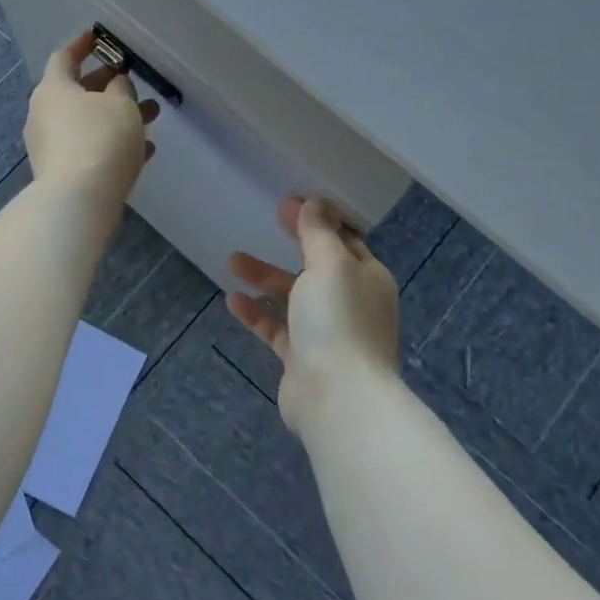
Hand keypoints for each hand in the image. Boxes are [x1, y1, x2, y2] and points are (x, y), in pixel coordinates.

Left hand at [24, 29, 158, 216]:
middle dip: (109, 86)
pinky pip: (89, 149)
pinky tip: (144, 151)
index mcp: (53, 89)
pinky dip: (113, 144)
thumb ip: (121, 88)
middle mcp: (45, 114)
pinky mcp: (61, 173)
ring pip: (87, 122)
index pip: (64, 56)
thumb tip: (115, 84)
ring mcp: (50, 146)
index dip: (82, 45)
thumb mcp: (121, 104)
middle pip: (77, 91)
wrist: (78, 201)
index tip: (99, 38)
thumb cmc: (100, 139)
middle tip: (133, 81)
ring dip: (117, 117)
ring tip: (153, 116)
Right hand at [228, 196, 400, 435]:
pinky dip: (257, 313)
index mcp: (367, 277)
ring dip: (265, 277)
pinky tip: (233, 301)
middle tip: (268, 219)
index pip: (345, 239)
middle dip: (292, 243)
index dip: (319, 218)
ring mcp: (327, 332)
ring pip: (293, 296)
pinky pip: (277, 328)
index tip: (290, 202)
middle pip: (317, 265)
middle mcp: (351, 302)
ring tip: (232, 261)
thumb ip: (318, 234)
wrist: (338, 398)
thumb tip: (315, 204)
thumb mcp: (329, 265)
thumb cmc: (338, 320)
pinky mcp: (304, 357)